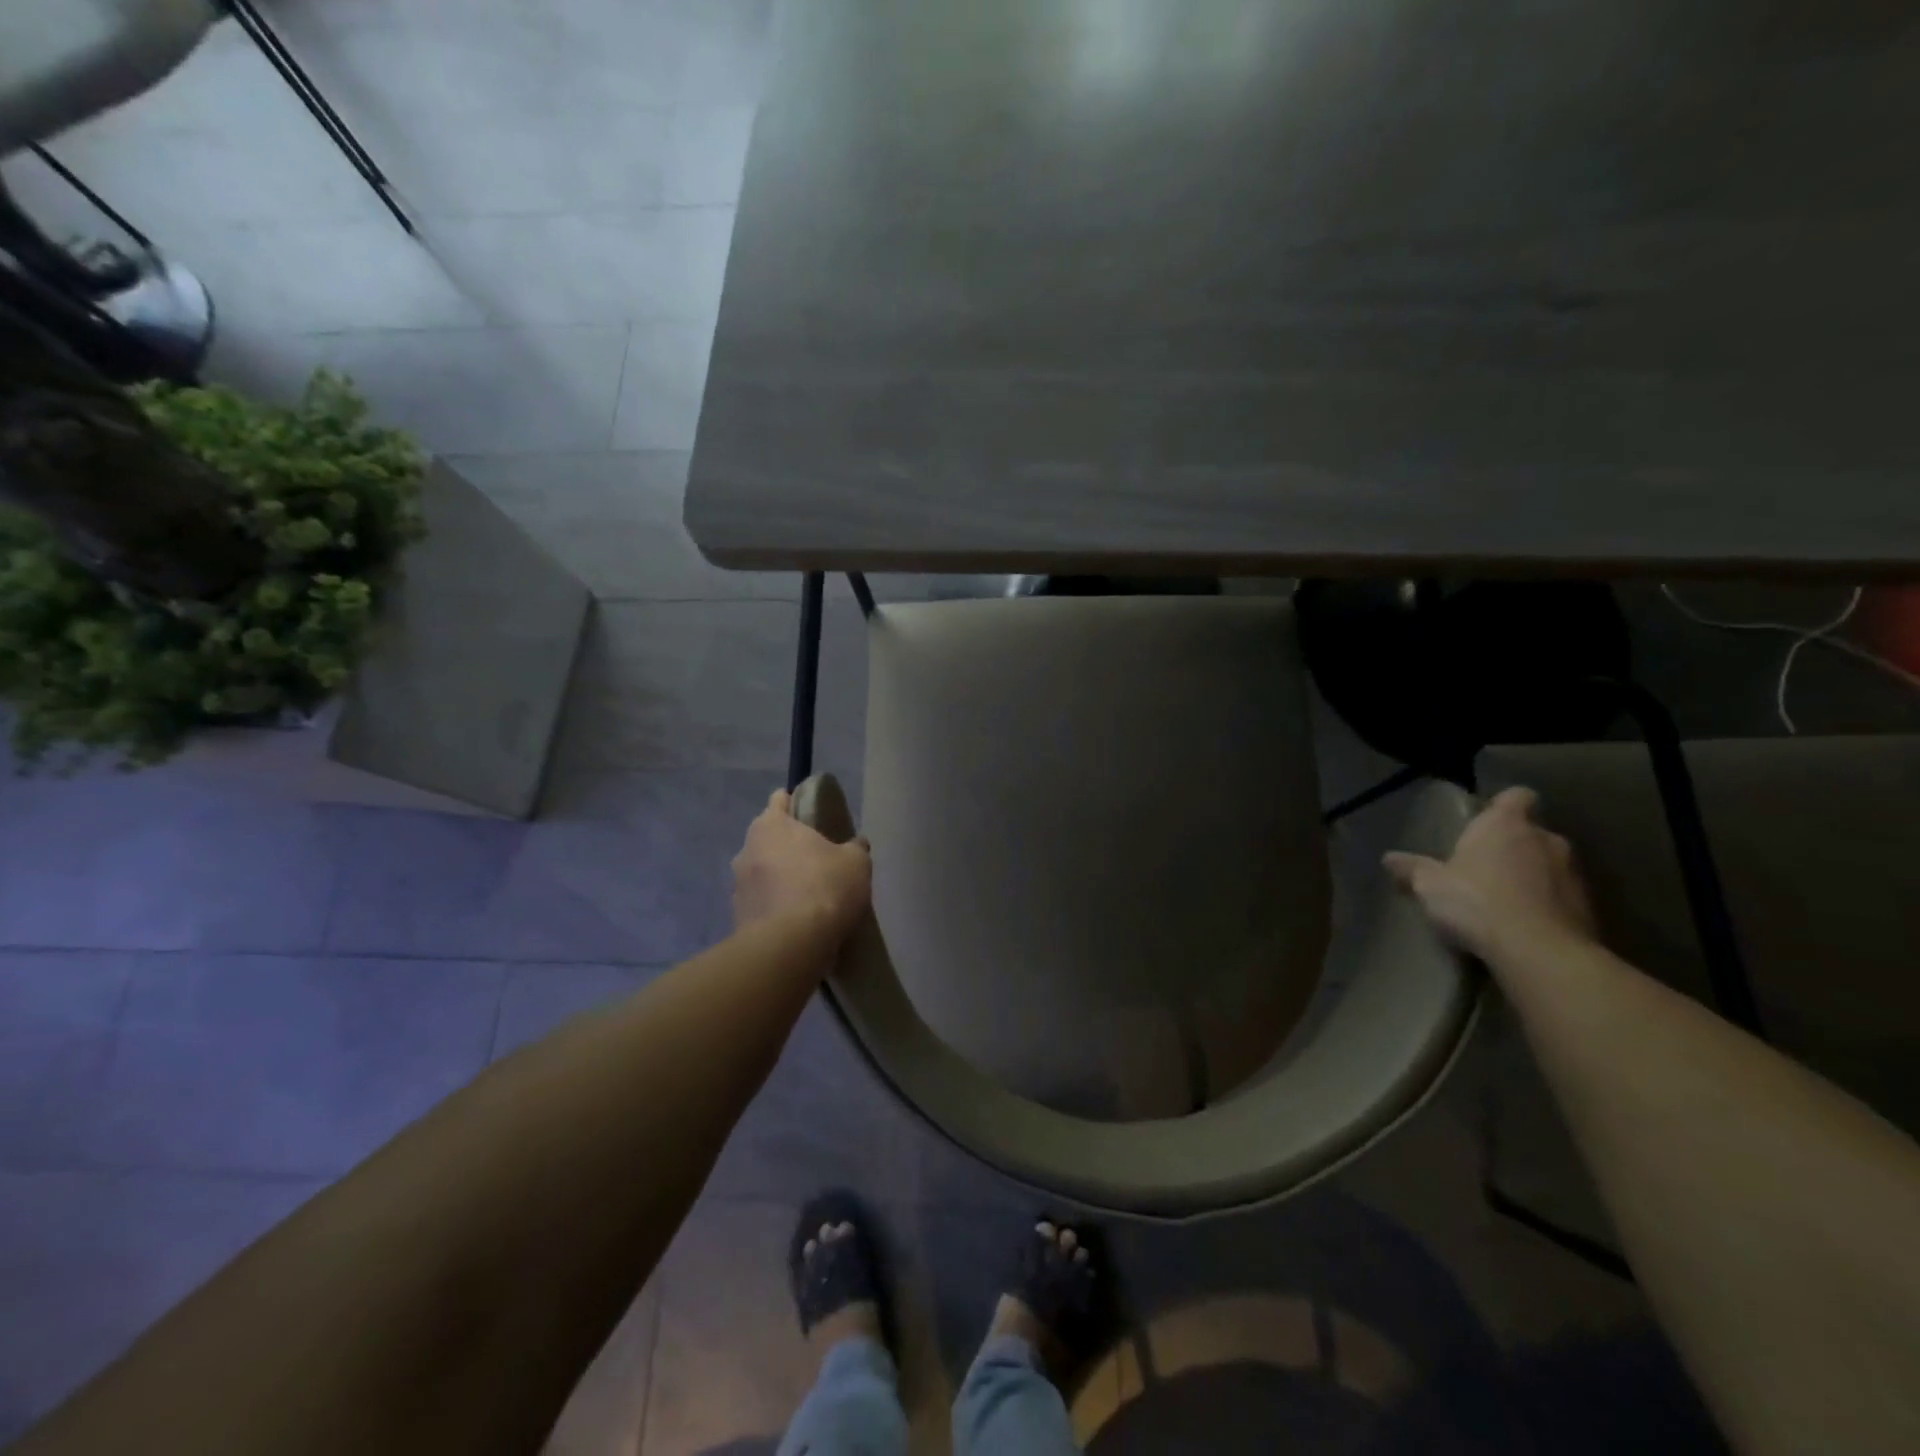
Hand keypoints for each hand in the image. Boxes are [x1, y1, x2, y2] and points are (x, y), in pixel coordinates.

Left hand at [732, 789, 872, 939]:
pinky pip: (760, 903)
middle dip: (788, 846)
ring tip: (806, 895)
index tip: (813, 816)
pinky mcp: (737, 917)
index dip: (796, 803)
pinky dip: (774, 906)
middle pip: (768, 838)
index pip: (780, 799)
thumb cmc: (824, 888)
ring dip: (778, 878)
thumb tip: (855, 845)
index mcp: (771, 825)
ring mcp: (737, 885)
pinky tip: (795, 921)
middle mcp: (747, 849)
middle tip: (816, 859)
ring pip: (761, 872)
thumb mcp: (856, 863)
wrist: (791, 945)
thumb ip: (854, 848)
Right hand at [1384, 786, 1596, 961]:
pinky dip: (1547, 905)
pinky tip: (1524, 924)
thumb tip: (1388, 859)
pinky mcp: (1588, 908)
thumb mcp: (1429, 885)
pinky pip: (1563, 897)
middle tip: (1485, 865)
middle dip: (1514, 845)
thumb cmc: (1477, 901)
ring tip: (1505, 899)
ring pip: (1550, 865)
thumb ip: (1412, 869)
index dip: (1503, 805)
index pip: (1516, 796)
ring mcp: (1573, 874)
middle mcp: (1546, 840)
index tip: (1487, 819)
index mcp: (1506, 825)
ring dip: (1533, 876)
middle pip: (1532, 832)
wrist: (1539, 952)